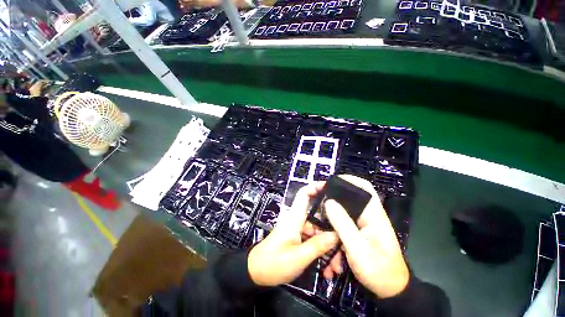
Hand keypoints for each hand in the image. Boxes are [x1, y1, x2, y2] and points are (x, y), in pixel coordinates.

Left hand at [248, 183, 339, 285]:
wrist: (256, 273)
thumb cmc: (274, 263)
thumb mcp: (298, 257)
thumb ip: (318, 245)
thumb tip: (337, 234)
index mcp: (295, 218)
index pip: (304, 194)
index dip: (315, 187)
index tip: (331, 187)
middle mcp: (298, 220)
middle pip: (318, 218)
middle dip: (332, 233)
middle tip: (344, 251)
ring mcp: (298, 230)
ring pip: (318, 233)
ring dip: (328, 249)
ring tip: (335, 269)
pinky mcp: (298, 239)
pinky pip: (313, 241)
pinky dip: (321, 253)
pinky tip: (327, 269)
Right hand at [324, 175, 409, 298]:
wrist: (391, 291)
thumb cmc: (378, 271)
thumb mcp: (357, 250)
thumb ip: (343, 224)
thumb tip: (329, 201)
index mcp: (374, 215)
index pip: (364, 188)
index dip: (348, 180)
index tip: (330, 182)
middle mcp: (369, 215)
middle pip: (350, 197)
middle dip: (333, 198)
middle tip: (318, 202)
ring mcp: (364, 223)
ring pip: (344, 211)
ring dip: (331, 216)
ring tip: (319, 222)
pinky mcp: (359, 231)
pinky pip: (343, 222)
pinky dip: (334, 226)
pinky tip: (327, 237)